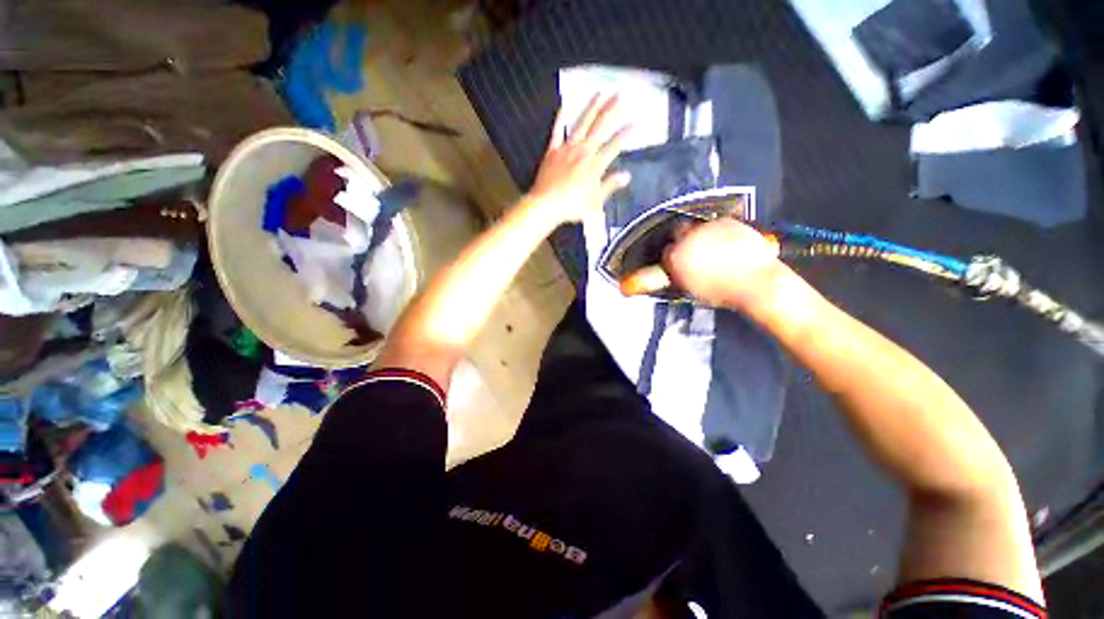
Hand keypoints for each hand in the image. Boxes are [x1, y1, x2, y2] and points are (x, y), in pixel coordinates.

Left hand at [524, 95, 631, 224]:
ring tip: (599, 93)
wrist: (546, 205)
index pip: (614, 146)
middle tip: (620, 94)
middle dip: (611, 110)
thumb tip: (626, 176)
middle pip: (599, 127)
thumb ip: (610, 186)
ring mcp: (567, 149)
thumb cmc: (572, 207)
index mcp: (595, 165)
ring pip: (581, 124)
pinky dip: (560, 119)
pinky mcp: (552, 151)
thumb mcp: (596, 202)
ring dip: (591, 108)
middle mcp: (583, 152)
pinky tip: (564, 107)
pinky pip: (557, 131)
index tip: (634, 123)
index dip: (625, 134)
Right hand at [662, 218, 783, 310]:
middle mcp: (688, 239)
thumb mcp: (691, 289)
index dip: (672, 257)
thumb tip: (678, 272)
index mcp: (676, 257)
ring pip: (698, 226)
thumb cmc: (723, 291)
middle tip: (692, 250)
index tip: (678, 261)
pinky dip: (720, 231)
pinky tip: (727, 243)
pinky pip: (717, 223)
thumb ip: (680, 275)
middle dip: (683, 240)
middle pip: (678, 232)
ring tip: (713, 248)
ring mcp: (708, 228)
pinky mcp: (727, 222)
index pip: (666, 253)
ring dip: (702, 235)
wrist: (754, 282)